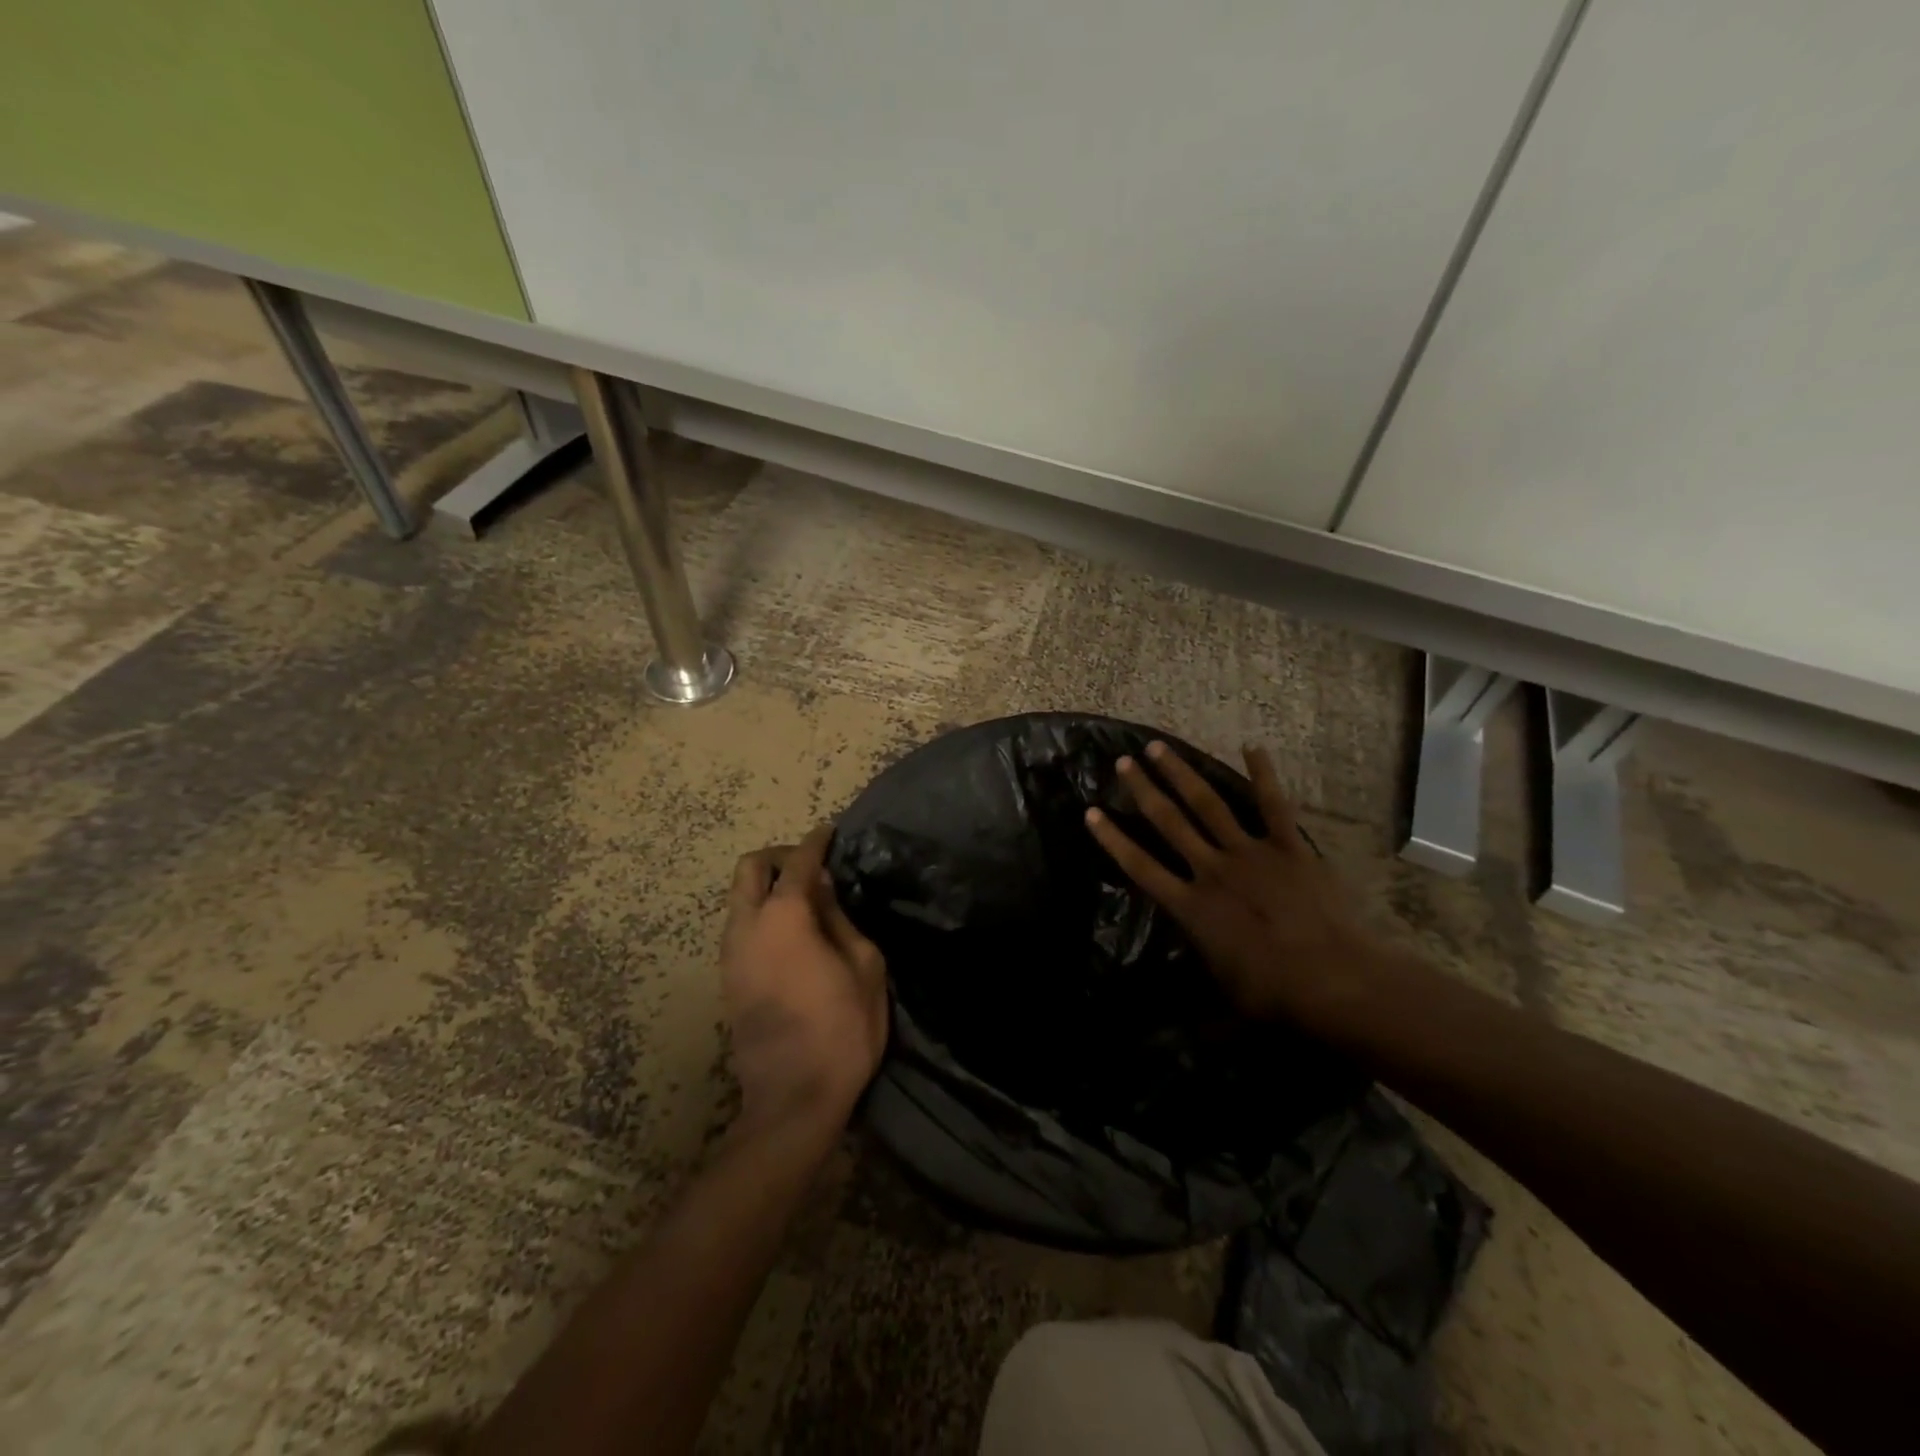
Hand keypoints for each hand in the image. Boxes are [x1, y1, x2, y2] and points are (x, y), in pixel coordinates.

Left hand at [720, 826, 887, 1134]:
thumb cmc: (842, 1029)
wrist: (793, 1100)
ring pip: (739, 898)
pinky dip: (762, 913)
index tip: (830, 831)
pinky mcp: (727, 979)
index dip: (816, 842)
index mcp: (784, 917)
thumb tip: (824, 888)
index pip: (797, 862)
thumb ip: (840, 918)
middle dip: (779, 856)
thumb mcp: (864, 966)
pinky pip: (740, 926)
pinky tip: (793, 934)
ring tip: (807, 902)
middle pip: (749, 868)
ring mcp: (730, 954)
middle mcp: (747, 926)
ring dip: (768, 887)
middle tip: (813, 867)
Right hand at [1085, 741, 1369, 1022]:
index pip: (1139, 866)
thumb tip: (1178, 1031)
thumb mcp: (1224, 1004)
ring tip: (1159, 748)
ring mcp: (1250, 854)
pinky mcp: (1289, 848)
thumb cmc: (1275, 997)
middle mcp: (1211, 871)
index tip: (1091, 812)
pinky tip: (1252, 746)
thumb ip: (1197, 1000)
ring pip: (1207, 804)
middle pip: (1168, 822)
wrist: (1337, 982)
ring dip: (1180, 774)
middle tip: (1122, 762)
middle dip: (1142, 790)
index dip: (1112, 839)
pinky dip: (1263, 775)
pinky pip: (1273, 805)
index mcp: (1190, 907)